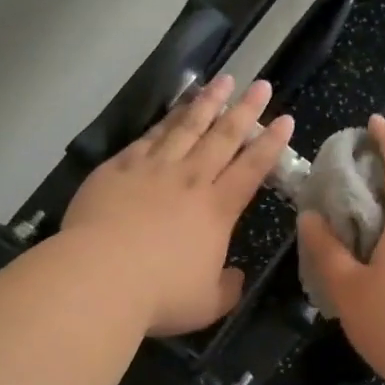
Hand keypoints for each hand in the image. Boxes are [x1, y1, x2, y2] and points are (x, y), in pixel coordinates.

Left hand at [62, 76, 292, 336]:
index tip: (284, 119)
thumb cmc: (159, 295)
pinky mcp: (119, 168)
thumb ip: (226, 288)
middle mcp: (190, 180)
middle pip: (223, 137)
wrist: (99, 277)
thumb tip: (235, 276)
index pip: (252, 168)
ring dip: (208, 102)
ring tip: (222, 81)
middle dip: (245, 109)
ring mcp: (153, 169)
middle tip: (260, 84)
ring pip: (187, 126)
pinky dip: (166, 120)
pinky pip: (149, 137)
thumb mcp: (206, 304)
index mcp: (217, 209)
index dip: (271, 143)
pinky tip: (174, 110)